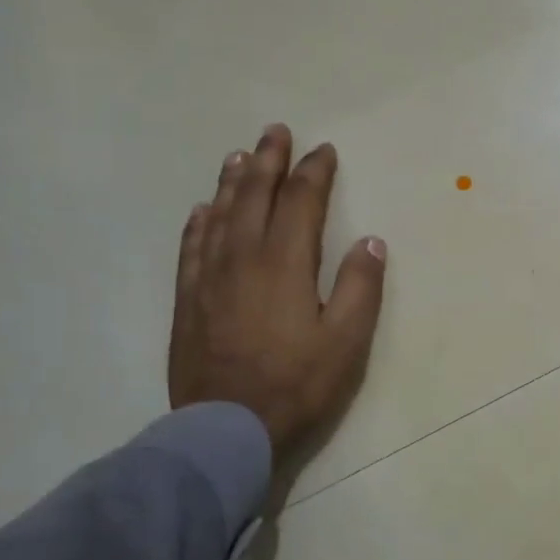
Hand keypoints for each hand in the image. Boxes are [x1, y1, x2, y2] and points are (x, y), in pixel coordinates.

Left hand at [169, 124, 386, 459]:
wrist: (227, 428)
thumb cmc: (298, 385)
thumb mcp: (347, 341)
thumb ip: (361, 287)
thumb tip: (370, 240)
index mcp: (285, 264)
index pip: (301, 202)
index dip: (314, 172)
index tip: (324, 151)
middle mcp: (243, 258)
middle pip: (255, 197)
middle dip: (268, 161)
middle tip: (275, 131)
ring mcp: (209, 278)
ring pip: (220, 215)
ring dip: (232, 181)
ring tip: (240, 156)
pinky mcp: (188, 301)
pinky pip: (192, 248)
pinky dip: (199, 222)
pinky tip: (202, 210)